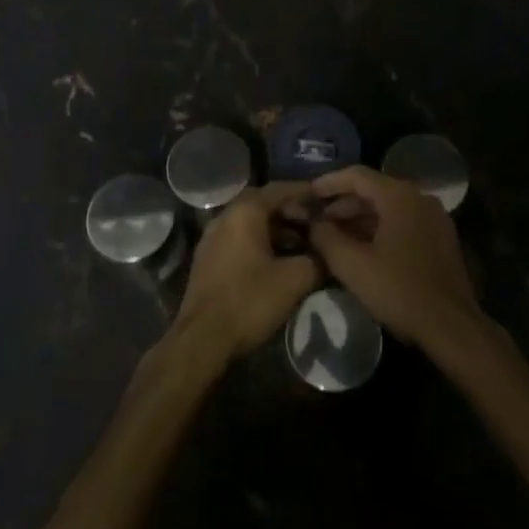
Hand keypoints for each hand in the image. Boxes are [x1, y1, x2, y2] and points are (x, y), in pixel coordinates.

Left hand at [173, 183, 322, 360]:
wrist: (202, 338)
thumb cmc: (249, 301)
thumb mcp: (294, 280)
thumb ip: (316, 260)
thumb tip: (326, 254)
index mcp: (244, 212)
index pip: (278, 189)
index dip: (303, 192)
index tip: (323, 199)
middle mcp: (225, 217)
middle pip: (262, 204)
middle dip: (290, 211)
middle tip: (314, 225)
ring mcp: (212, 238)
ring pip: (250, 223)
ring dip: (276, 229)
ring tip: (301, 246)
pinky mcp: (208, 259)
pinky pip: (239, 239)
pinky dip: (260, 242)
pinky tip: (276, 262)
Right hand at [307, 166, 485, 351]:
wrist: (452, 327)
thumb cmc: (399, 290)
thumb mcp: (352, 265)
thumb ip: (326, 238)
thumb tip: (313, 223)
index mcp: (400, 197)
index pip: (357, 175)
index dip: (328, 182)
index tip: (308, 194)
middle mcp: (420, 198)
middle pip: (373, 191)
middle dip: (343, 205)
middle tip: (318, 222)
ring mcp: (434, 218)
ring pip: (388, 208)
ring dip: (360, 219)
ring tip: (335, 238)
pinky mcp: (441, 238)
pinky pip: (403, 222)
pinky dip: (380, 229)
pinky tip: (363, 250)